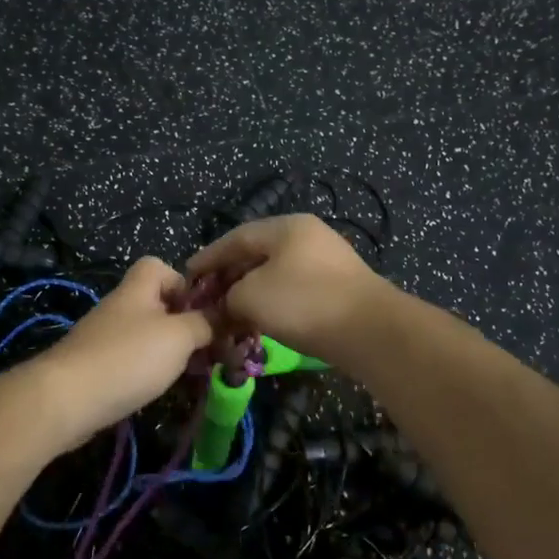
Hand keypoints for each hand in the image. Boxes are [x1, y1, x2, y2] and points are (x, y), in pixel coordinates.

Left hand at [40, 258, 212, 444]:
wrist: (67, 399)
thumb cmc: (129, 357)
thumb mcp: (179, 336)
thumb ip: (206, 323)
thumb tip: (227, 314)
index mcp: (139, 288)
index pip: (161, 267)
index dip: (185, 283)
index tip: (205, 309)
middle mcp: (121, 307)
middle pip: (158, 304)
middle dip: (185, 324)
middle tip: (209, 347)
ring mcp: (107, 338)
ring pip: (148, 335)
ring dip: (171, 351)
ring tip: (193, 371)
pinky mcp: (98, 367)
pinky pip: (133, 360)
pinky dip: (151, 371)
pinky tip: (162, 388)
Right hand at [186, 214, 386, 358]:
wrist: (370, 331)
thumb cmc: (303, 303)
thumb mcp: (251, 297)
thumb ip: (228, 297)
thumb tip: (226, 305)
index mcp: (286, 227)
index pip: (235, 237)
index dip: (208, 257)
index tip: (188, 276)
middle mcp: (308, 236)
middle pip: (257, 253)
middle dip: (230, 276)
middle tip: (208, 298)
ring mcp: (327, 260)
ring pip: (276, 273)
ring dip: (251, 292)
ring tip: (231, 313)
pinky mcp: (339, 287)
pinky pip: (295, 289)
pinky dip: (273, 303)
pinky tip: (263, 322)